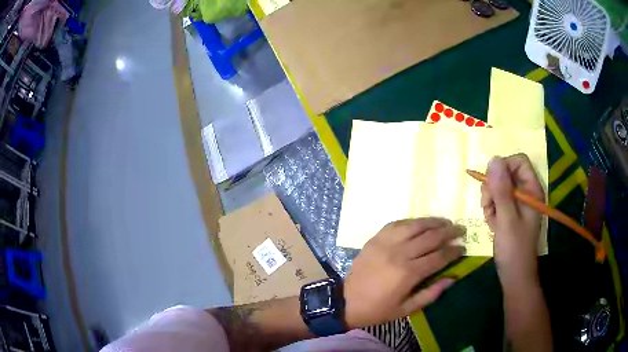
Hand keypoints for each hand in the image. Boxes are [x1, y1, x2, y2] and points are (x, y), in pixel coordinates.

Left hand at [343, 218, 463, 328]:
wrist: (345, 301)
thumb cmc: (377, 309)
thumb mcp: (406, 309)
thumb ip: (431, 294)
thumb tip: (452, 278)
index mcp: (408, 273)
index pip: (439, 256)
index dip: (454, 251)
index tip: (463, 247)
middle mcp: (399, 253)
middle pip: (430, 237)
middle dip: (449, 232)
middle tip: (460, 229)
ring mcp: (386, 243)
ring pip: (415, 225)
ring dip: (433, 222)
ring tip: (445, 221)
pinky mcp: (375, 238)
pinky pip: (397, 224)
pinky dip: (412, 222)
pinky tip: (420, 223)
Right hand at [480, 154, 543, 284]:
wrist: (514, 275)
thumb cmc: (514, 249)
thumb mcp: (506, 218)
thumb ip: (501, 189)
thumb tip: (493, 159)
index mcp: (532, 190)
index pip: (518, 162)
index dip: (503, 167)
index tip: (492, 184)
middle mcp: (527, 193)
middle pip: (506, 173)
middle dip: (493, 187)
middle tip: (488, 205)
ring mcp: (519, 203)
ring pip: (500, 187)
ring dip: (490, 200)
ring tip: (491, 218)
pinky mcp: (512, 213)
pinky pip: (498, 201)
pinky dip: (492, 210)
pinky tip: (492, 224)